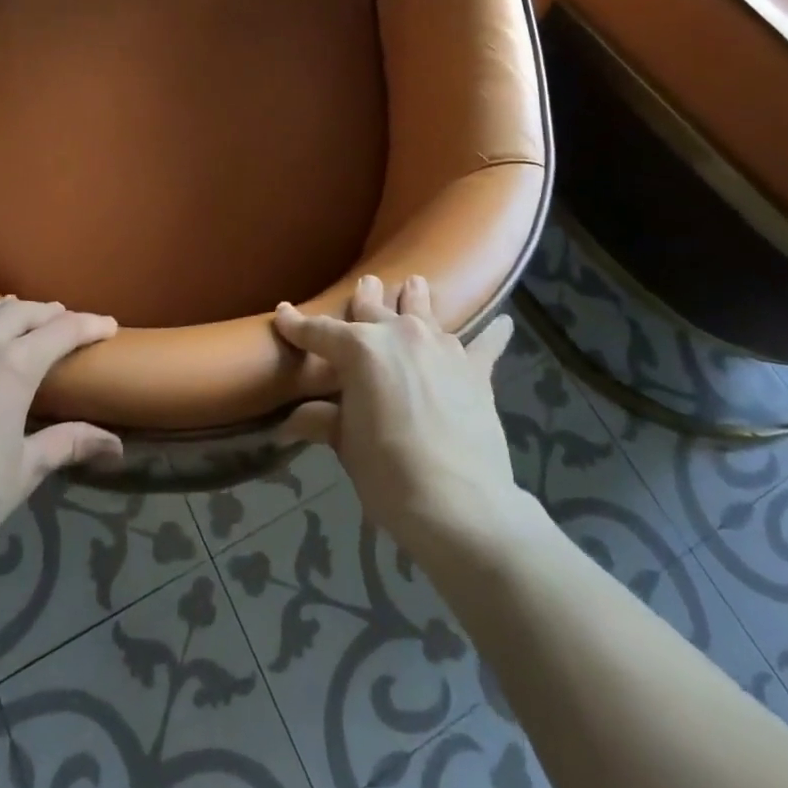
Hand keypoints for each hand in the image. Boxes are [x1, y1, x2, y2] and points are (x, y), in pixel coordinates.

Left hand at [0, 298, 121, 560]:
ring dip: (2, 309)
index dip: (89, 325)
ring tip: (14, 313)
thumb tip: (116, 445)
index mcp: (12, 367)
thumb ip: (68, 444)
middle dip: (47, 313)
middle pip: (20, 312)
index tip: (107, 326)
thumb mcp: (24, 470)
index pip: (61, 331)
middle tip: (63, 321)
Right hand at [275, 275, 523, 555]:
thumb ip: (323, 421)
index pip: (319, 332)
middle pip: (375, 307)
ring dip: (416, 297)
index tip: (283, 313)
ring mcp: (442, 347)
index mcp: (360, 349)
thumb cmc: (389, 474)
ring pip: (424, 310)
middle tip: (365, 283)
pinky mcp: (476, 369)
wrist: (459, 504)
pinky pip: (486, 343)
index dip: (297, 324)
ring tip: (415, 284)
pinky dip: (493, 333)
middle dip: (365, 296)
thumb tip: (292, 421)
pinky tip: (504, 323)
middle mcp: (400, 334)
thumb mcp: (347, 447)